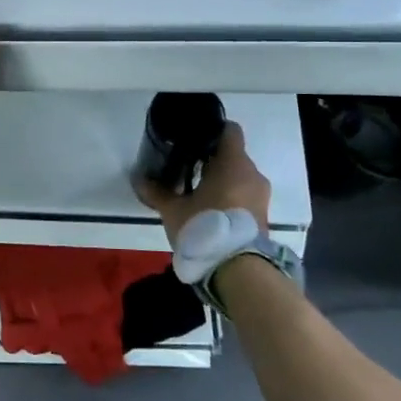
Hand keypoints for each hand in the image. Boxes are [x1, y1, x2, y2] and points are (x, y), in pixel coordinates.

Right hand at [134, 122, 271, 247]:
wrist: (238, 270)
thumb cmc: (205, 227)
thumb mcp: (173, 210)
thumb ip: (157, 192)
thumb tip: (138, 179)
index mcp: (234, 163)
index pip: (230, 130)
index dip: (212, 130)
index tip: (193, 138)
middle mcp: (252, 174)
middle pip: (232, 156)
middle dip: (211, 160)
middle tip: (186, 168)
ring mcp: (261, 196)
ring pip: (239, 177)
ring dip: (221, 181)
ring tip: (196, 192)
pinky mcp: (262, 217)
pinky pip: (244, 196)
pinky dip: (230, 198)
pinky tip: (209, 210)